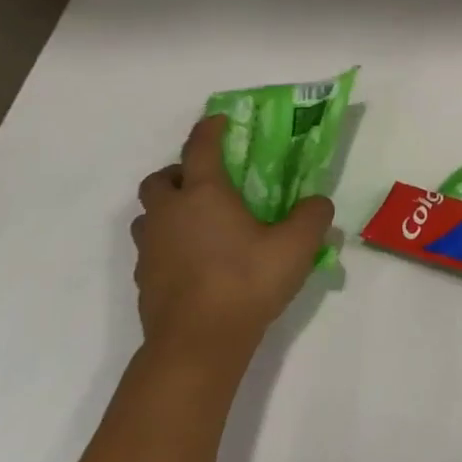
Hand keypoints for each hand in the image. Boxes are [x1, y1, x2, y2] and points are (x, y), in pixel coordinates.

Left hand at [132, 116, 333, 365]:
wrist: (199, 341)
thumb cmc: (248, 281)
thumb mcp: (298, 245)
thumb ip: (313, 216)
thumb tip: (317, 202)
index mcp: (204, 194)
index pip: (200, 147)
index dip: (209, 129)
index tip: (219, 120)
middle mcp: (170, 212)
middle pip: (160, 178)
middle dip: (179, 173)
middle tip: (207, 184)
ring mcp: (150, 247)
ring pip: (149, 214)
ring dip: (169, 209)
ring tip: (199, 224)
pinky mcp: (144, 277)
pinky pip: (152, 247)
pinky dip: (169, 243)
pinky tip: (196, 261)